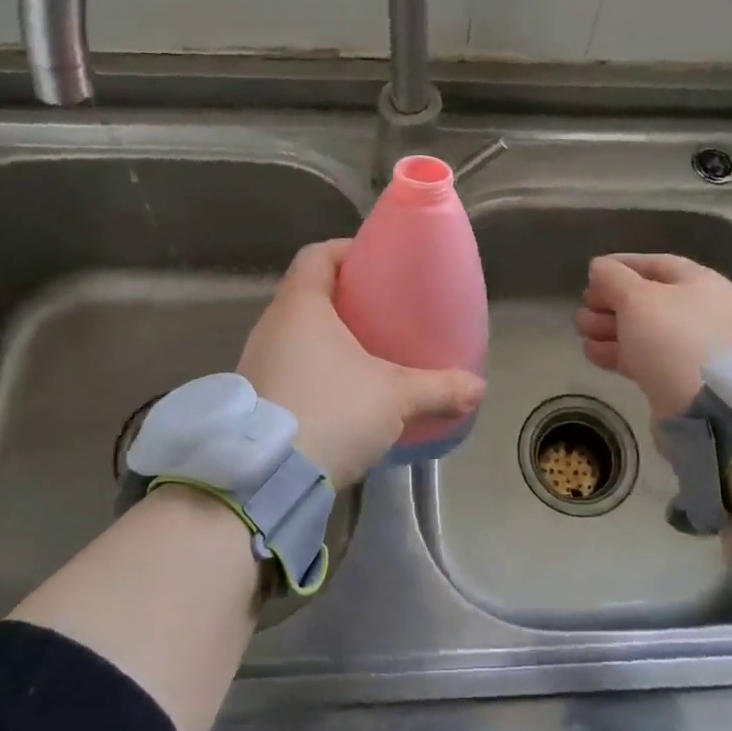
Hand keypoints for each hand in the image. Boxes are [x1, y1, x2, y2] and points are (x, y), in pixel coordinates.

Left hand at [238, 240, 485, 489]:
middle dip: (345, 297)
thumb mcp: (395, 397)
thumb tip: (478, 388)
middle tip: (383, 311)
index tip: (377, 262)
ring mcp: (256, 362)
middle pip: (308, 293)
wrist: (264, 480)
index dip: (347, 250)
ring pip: (296, 332)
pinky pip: (288, 365)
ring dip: (328, 337)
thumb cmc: (331, 411)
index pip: (317, 255)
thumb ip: (439, 388)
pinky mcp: (253, 398)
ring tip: (367, 353)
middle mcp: (271, 326)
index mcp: (301, 306)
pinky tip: (342, 392)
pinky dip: (314, 367)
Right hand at [575, 254, 731, 419]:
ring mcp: (690, 348)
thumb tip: (599, 267)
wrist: (705, 408)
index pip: (657, 264)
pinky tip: (591, 351)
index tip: (592, 271)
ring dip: (608, 326)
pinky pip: (643, 357)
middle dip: (610, 300)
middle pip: (647, 298)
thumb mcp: (637, 298)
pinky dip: (617, 352)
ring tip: (580, 329)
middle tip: (584, 305)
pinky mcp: (677, 378)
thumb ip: (613, 278)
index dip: (622, 264)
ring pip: (642, 330)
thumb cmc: (673, 338)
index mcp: (702, 284)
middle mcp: (701, 312)